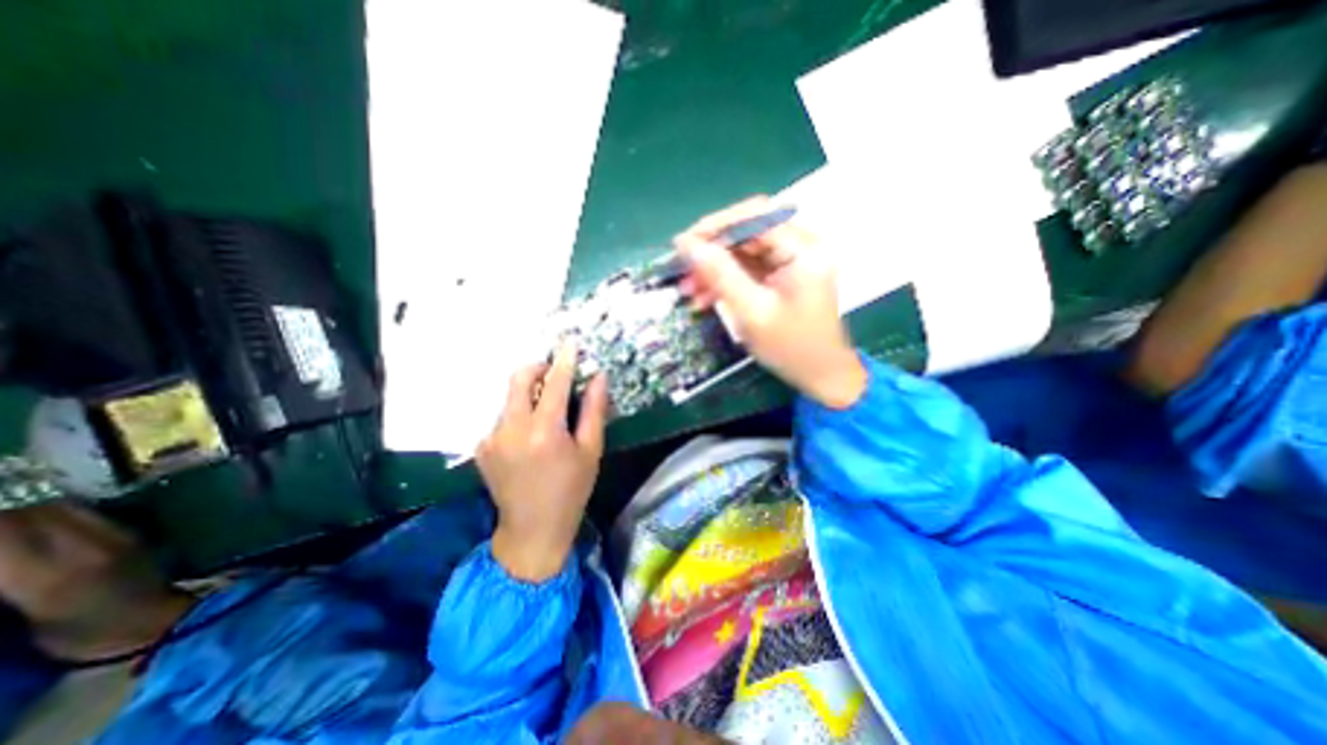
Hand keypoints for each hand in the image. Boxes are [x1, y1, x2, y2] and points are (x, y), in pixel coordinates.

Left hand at [476, 341, 610, 584]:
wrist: (533, 528)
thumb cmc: (571, 489)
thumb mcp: (591, 450)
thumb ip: (594, 410)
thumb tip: (598, 377)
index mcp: (544, 431)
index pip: (554, 383)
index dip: (564, 359)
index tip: (570, 341)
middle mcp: (511, 429)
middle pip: (519, 379)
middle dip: (538, 368)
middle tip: (555, 375)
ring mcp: (491, 438)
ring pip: (510, 397)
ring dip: (530, 394)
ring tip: (547, 414)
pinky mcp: (482, 447)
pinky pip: (502, 416)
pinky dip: (519, 414)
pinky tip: (531, 437)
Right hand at [676, 196, 873, 409]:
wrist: (821, 375)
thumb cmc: (792, 347)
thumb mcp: (752, 312)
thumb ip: (721, 275)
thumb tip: (688, 245)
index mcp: (803, 249)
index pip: (755, 216)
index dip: (716, 225)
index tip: (683, 243)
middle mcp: (801, 245)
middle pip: (748, 231)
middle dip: (712, 251)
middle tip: (682, 268)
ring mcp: (792, 260)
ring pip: (744, 251)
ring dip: (714, 268)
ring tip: (688, 289)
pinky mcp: (783, 275)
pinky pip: (748, 268)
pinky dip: (726, 280)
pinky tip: (705, 297)